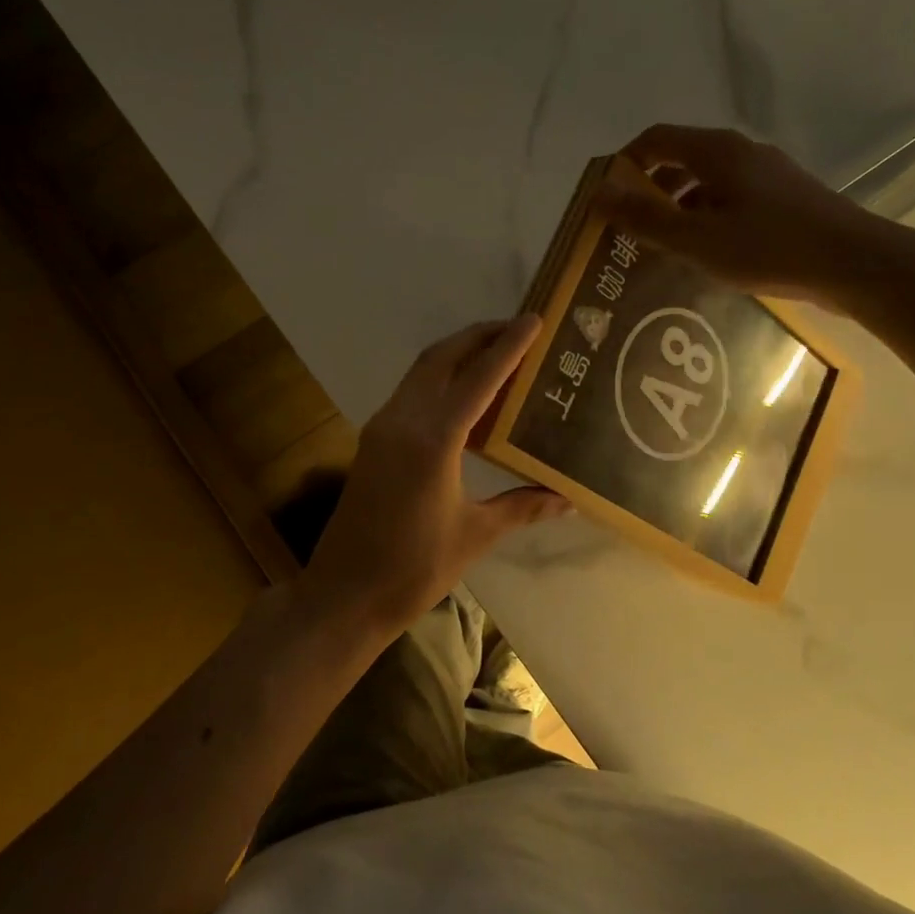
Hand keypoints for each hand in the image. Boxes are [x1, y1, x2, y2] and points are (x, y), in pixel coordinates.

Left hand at [298, 316, 568, 642]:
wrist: (345, 594)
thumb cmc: (414, 568)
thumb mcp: (475, 535)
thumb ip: (522, 507)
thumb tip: (569, 500)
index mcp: (434, 439)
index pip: (479, 378)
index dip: (509, 347)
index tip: (534, 319)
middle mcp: (403, 420)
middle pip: (442, 358)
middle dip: (479, 336)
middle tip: (518, 329)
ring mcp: (382, 428)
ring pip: (422, 371)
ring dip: (457, 354)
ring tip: (496, 353)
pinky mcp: (373, 441)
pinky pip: (411, 392)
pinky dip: (439, 378)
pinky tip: (464, 395)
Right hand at [604, 123, 904, 305]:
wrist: (852, 263)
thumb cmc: (768, 247)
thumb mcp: (695, 239)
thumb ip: (645, 218)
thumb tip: (599, 194)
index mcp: (716, 151)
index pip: (656, 139)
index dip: (625, 162)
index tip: (605, 197)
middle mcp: (741, 152)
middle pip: (680, 159)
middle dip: (649, 190)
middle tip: (627, 228)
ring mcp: (766, 174)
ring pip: (706, 183)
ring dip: (677, 208)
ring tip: (661, 247)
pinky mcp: (784, 198)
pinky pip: (730, 199)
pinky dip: (705, 218)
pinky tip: (705, 253)